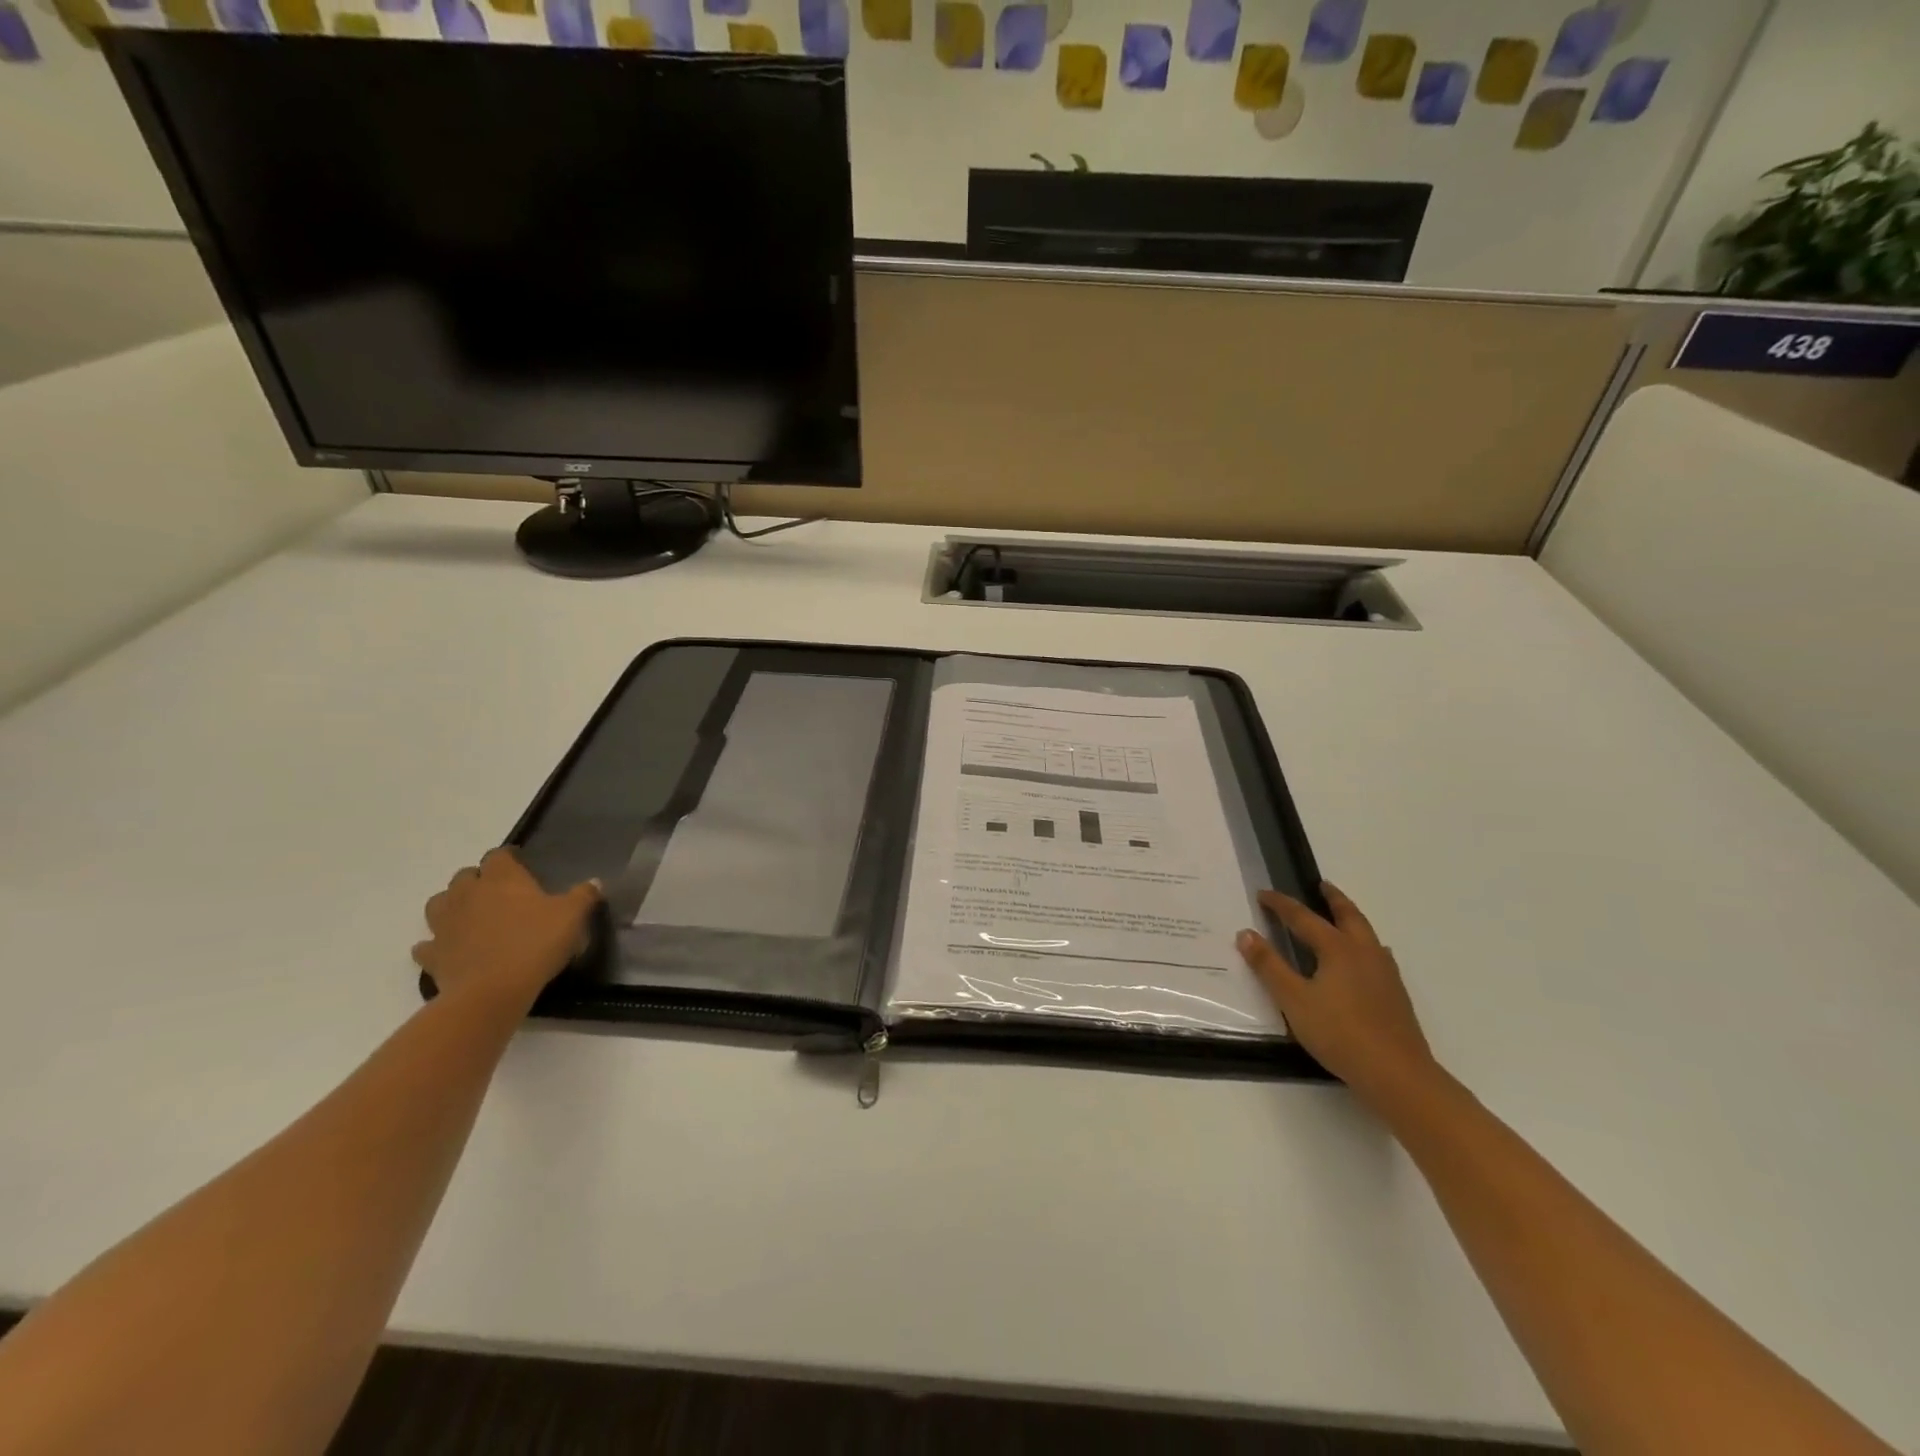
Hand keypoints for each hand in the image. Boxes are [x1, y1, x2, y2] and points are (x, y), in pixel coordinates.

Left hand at [412, 848, 600, 1007]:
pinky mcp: (432, 955)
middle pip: (464, 876)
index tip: (521, 866)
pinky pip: (428, 945)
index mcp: (501, 878)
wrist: (491, 992)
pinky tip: (452, 950)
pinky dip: (437, 944)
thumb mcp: (573, 916)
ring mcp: (444, 924)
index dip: (509, 858)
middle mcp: (467, 894)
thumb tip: (594, 882)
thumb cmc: (535, 944)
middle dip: (479, 881)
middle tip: (500, 894)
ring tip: (472, 917)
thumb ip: (584, 895)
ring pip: (439, 904)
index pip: (499, 855)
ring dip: (452, 906)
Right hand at [1237, 882, 1436, 1106]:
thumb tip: (1246, 933)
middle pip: (1348, 915)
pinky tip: (1362, 962)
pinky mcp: (1395, 994)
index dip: (1281, 904)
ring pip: (1366, 933)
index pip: (1303, 917)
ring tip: (1341, 917)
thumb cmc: (1339, 1033)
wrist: (1397, 1074)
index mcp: (1337, 948)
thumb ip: (1269, 966)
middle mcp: (1364, 952)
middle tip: (1320, 885)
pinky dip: (1364, 945)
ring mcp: (1385, 973)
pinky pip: (1376, 955)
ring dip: (1351, 919)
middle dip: (1332, 899)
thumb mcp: (1293, 1000)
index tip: (1263, 894)